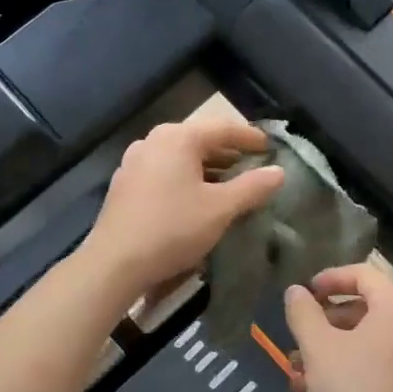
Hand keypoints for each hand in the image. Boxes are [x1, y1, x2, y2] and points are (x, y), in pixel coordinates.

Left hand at [80, 117, 284, 300]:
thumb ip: (252, 187)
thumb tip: (278, 172)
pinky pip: (164, 171)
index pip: (223, 128)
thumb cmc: (173, 228)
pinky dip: (186, 177)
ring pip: (181, 156)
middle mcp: (153, 141)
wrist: (114, 263)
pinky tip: (197, 197)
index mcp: (178, 138)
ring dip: (208, 167)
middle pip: (199, 139)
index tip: (271, 147)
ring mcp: (135, 161)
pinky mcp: (125, 184)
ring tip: (230, 183)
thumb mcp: (220, 209)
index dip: (250, 137)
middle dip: (228, 152)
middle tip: (253, 164)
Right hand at [284, 263, 392, 391]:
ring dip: (330, 348)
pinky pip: (376, 363)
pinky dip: (347, 367)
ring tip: (296, 368)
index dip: (330, 279)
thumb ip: (303, 313)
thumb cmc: (355, 391)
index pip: (363, 274)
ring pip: (367, 339)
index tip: (304, 294)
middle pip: (365, 308)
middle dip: (325, 321)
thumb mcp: (319, 348)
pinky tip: (313, 389)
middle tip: (298, 334)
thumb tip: (296, 292)